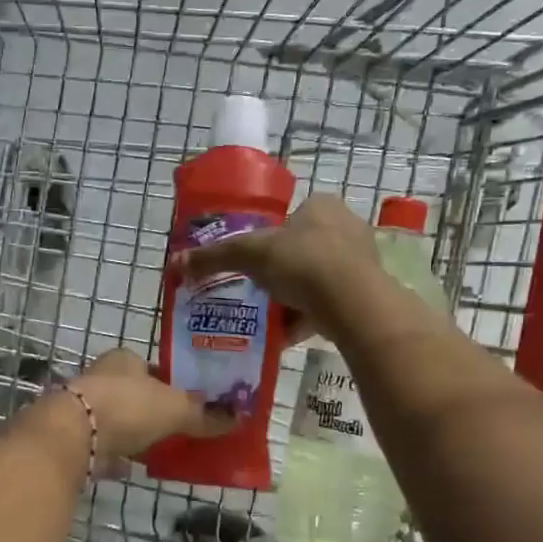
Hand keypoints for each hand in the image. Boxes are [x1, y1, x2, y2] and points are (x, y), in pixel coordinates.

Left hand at [67, 348, 231, 475]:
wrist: (73, 436)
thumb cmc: (128, 407)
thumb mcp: (176, 409)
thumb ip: (205, 415)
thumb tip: (239, 419)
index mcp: (124, 360)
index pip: (153, 367)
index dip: (172, 383)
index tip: (190, 402)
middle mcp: (101, 378)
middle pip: (134, 393)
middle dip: (153, 410)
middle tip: (180, 428)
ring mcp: (84, 409)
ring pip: (118, 420)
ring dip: (135, 433)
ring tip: (162, 449)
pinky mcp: (74, 439)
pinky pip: (104, 448)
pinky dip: (118, 457)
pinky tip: (134, 468)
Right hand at [169, 194, 382, 342]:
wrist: (352, 303)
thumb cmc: (302, 262)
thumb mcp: (249, 254)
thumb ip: (214, 257)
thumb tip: (175, 263)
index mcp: (322, 206)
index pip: (291, 216)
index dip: (270, 238)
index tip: (253, 261)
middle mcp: (347, 227)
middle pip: (304, 249)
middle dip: (282, 271)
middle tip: (258, 290)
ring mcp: (362, 262)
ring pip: (318, 278)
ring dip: (295, 297)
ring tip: (270, 315)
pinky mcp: (367, 294)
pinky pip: (330, 304)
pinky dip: (309, 317)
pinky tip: (287, 335)